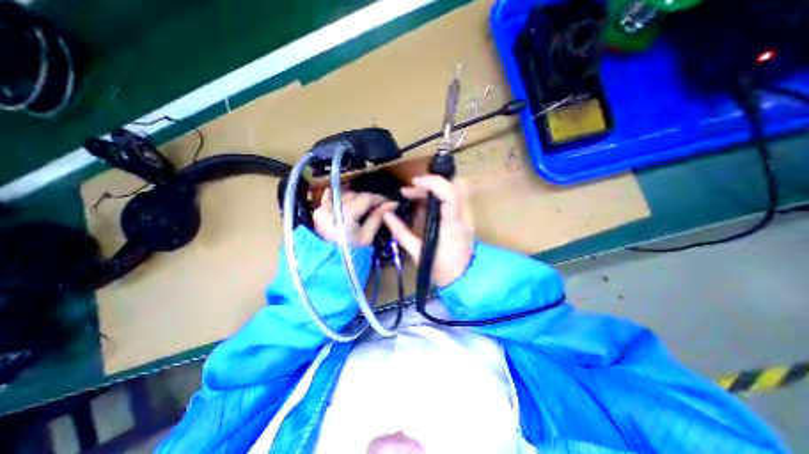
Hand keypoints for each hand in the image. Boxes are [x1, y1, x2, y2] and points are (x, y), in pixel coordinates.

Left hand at [313, 188, 395, 248]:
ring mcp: (323, 208)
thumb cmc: (350, 252)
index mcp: (345, 214)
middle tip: (378, 208)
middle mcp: (332, 207)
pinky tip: (347, 202)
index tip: (389, 203)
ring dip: (356, 199)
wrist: (328, 263)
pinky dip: (340, 198)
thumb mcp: (367, 237)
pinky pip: (330, 197)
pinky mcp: (318, 211)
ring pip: (345, 195)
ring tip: (364, 209)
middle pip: (356, 195)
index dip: (380, 199)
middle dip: (369, 200)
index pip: (366, 198)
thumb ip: (378, 217)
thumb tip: (392, 204)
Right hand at [383, 176, 474, 284]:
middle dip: (434, 181)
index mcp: (453, 224)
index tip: (414, 182)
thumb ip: (401, 232)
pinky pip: (453, 197)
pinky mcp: (464, 218)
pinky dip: (437, 195)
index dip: (433, 182)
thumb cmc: (440, 268)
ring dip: (434, 187)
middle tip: (414, 189)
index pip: (450, 194)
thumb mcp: (417, 252)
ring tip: (412, 195)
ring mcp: (467, 216)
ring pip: (456, 188)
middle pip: (457, 185)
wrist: (463, 279)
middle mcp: (463, 216)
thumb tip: (386, 214)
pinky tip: (421, 203)